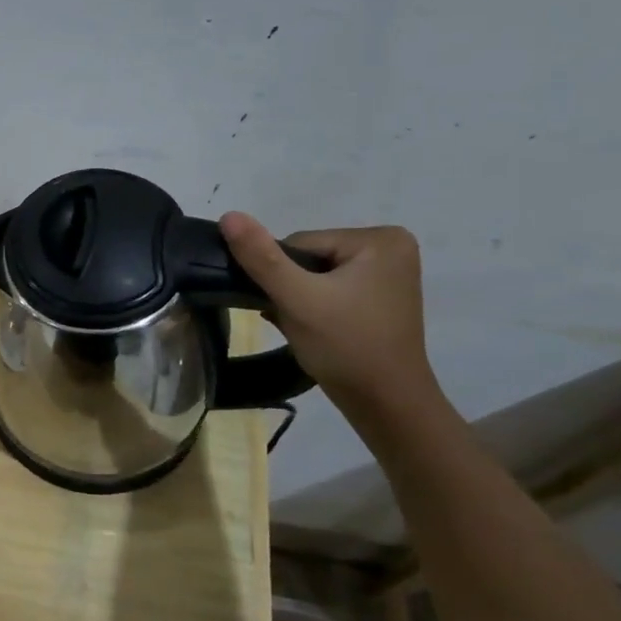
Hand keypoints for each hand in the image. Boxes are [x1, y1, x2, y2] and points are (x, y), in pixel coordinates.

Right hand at [218, 213, 440, 416]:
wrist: (385, 405)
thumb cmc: (345, 347)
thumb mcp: (297, 299)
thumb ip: (261, 257)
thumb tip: (229, 215)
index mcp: (380, 238)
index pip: (301, 243)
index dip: (282, 276)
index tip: (288, 307)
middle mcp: (391, 247)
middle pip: (309, 257)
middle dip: (291, 288)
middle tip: (294, 321)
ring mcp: (389, 273)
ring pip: (316, 275)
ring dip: (298, 300)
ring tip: (304, 328)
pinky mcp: (381, 297)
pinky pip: (331, 289)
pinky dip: (314, 307)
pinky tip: (315, 330)